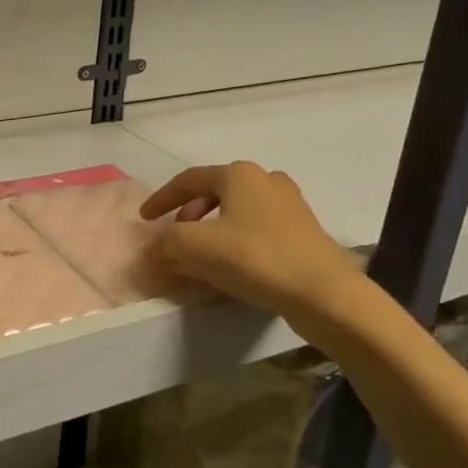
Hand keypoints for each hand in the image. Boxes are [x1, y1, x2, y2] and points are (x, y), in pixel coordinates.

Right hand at [139, 162, 358, 319]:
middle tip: (175, 237)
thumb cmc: (254, 258)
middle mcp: (266, 179)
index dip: (161, 199)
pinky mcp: (304, 230)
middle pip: (214, 192)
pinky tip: (232, 263)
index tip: (144, 219)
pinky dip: (236, 239)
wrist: (323, 293)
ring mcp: (290, 204)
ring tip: (202, 252)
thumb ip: (166, 242)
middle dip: (188, 214)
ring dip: (213, 227)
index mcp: (238, 174)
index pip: (188, 180)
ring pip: (237, 210)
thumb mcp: (195, 247)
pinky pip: (257, 227)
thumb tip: (156, 247)